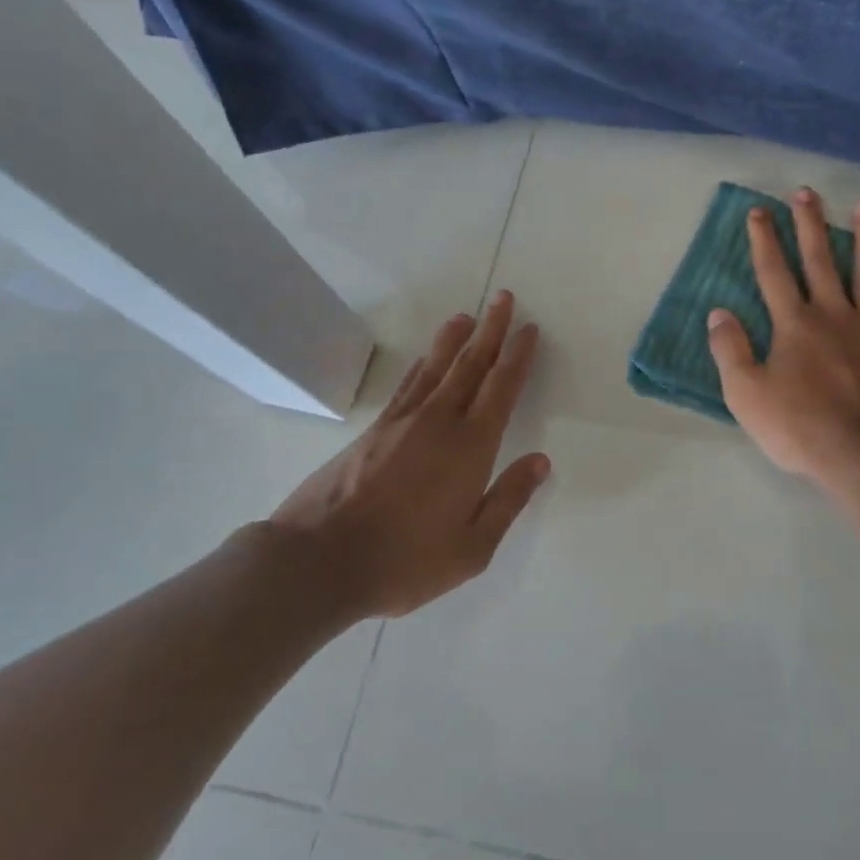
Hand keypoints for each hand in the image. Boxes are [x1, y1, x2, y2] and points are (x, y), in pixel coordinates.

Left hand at [265, 293, 550, 618]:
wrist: (320, 560)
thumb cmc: (406, 560)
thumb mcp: (473, 547)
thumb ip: (508, 499)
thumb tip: (540, 461)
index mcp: (471, 445)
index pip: (502, 388)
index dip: (518, 356)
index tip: (529, 329)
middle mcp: (440, 421)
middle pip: (471, 364)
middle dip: (491, 330)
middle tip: (504, 298)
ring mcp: (402, 422)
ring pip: (437, 367)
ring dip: (455, 339)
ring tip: (466, 316)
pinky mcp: (374, 430)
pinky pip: (409, 384)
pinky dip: (424, 365)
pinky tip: (427, 360)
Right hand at [707, 188, 859, 485]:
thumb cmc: (802, 428)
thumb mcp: (747, 396)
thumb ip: (730, 351)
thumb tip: (718, 313)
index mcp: (794, 324)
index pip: (774, 272)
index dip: (764, 240)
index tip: (758, 211)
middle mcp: (834, 313)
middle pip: (820, 259)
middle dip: (811, 224)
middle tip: (808, 192)